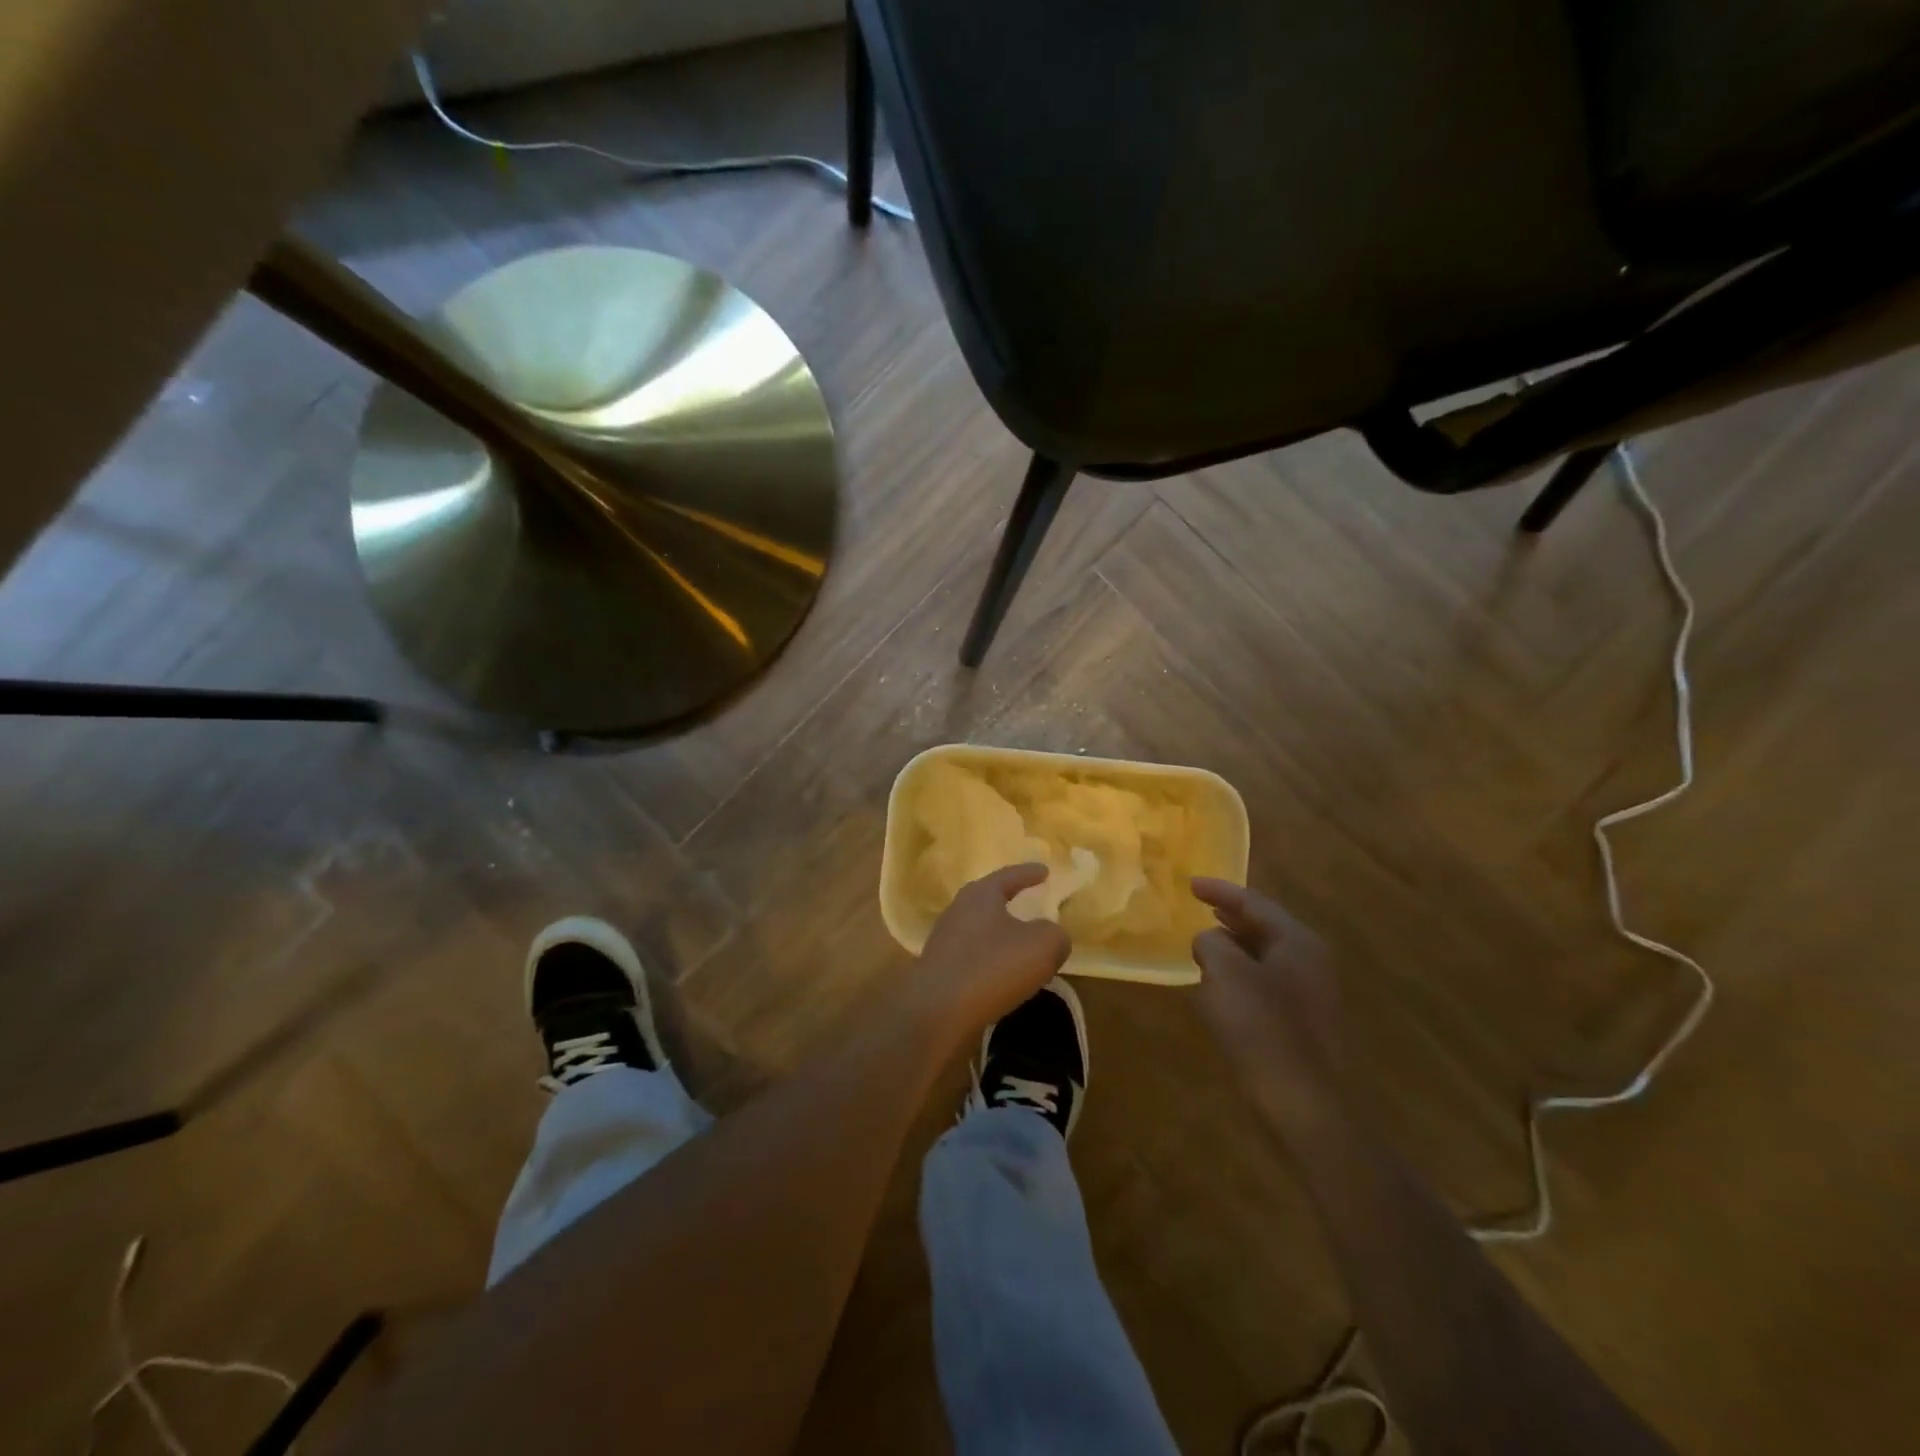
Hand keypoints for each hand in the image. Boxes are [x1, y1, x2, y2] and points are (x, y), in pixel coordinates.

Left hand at [911, 864, 1071, 1039]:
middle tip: (1029, 903)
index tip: (1045, 870)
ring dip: (1000, 935)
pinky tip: (1003, 976)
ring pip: (980, 930)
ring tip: (1021, 946)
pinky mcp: (940, 970)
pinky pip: (973, 957)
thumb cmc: (993, 966)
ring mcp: (944, 941)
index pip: (1009, 876)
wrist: (938, 1011)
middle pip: (988, 900)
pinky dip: (991, 961)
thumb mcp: (1042, 946)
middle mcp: (958, 911)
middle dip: (1009, 901)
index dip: (1029, 873)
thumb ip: (1055, 935)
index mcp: (980, 895)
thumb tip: (1053, 936)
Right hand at [1191, 878, 1346, 1132]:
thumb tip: (1209, 940)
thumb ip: (1211, 943)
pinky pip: (1268, 985)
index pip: (1255, 902)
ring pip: (1267, 957)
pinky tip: (1221, 989)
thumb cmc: (1263, 1030)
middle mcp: (1311, 962)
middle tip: (1202, 908)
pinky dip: (1243, 976)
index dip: (1220, 891)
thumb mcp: (1225, 974)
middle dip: (1232, 917)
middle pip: (1266, 927)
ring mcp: (1313, 995)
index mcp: (1297, 942)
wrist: (1305, 1106)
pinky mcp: (1306, 1025)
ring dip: (1236, 948)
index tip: (1190, 884)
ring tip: (1207, 944)